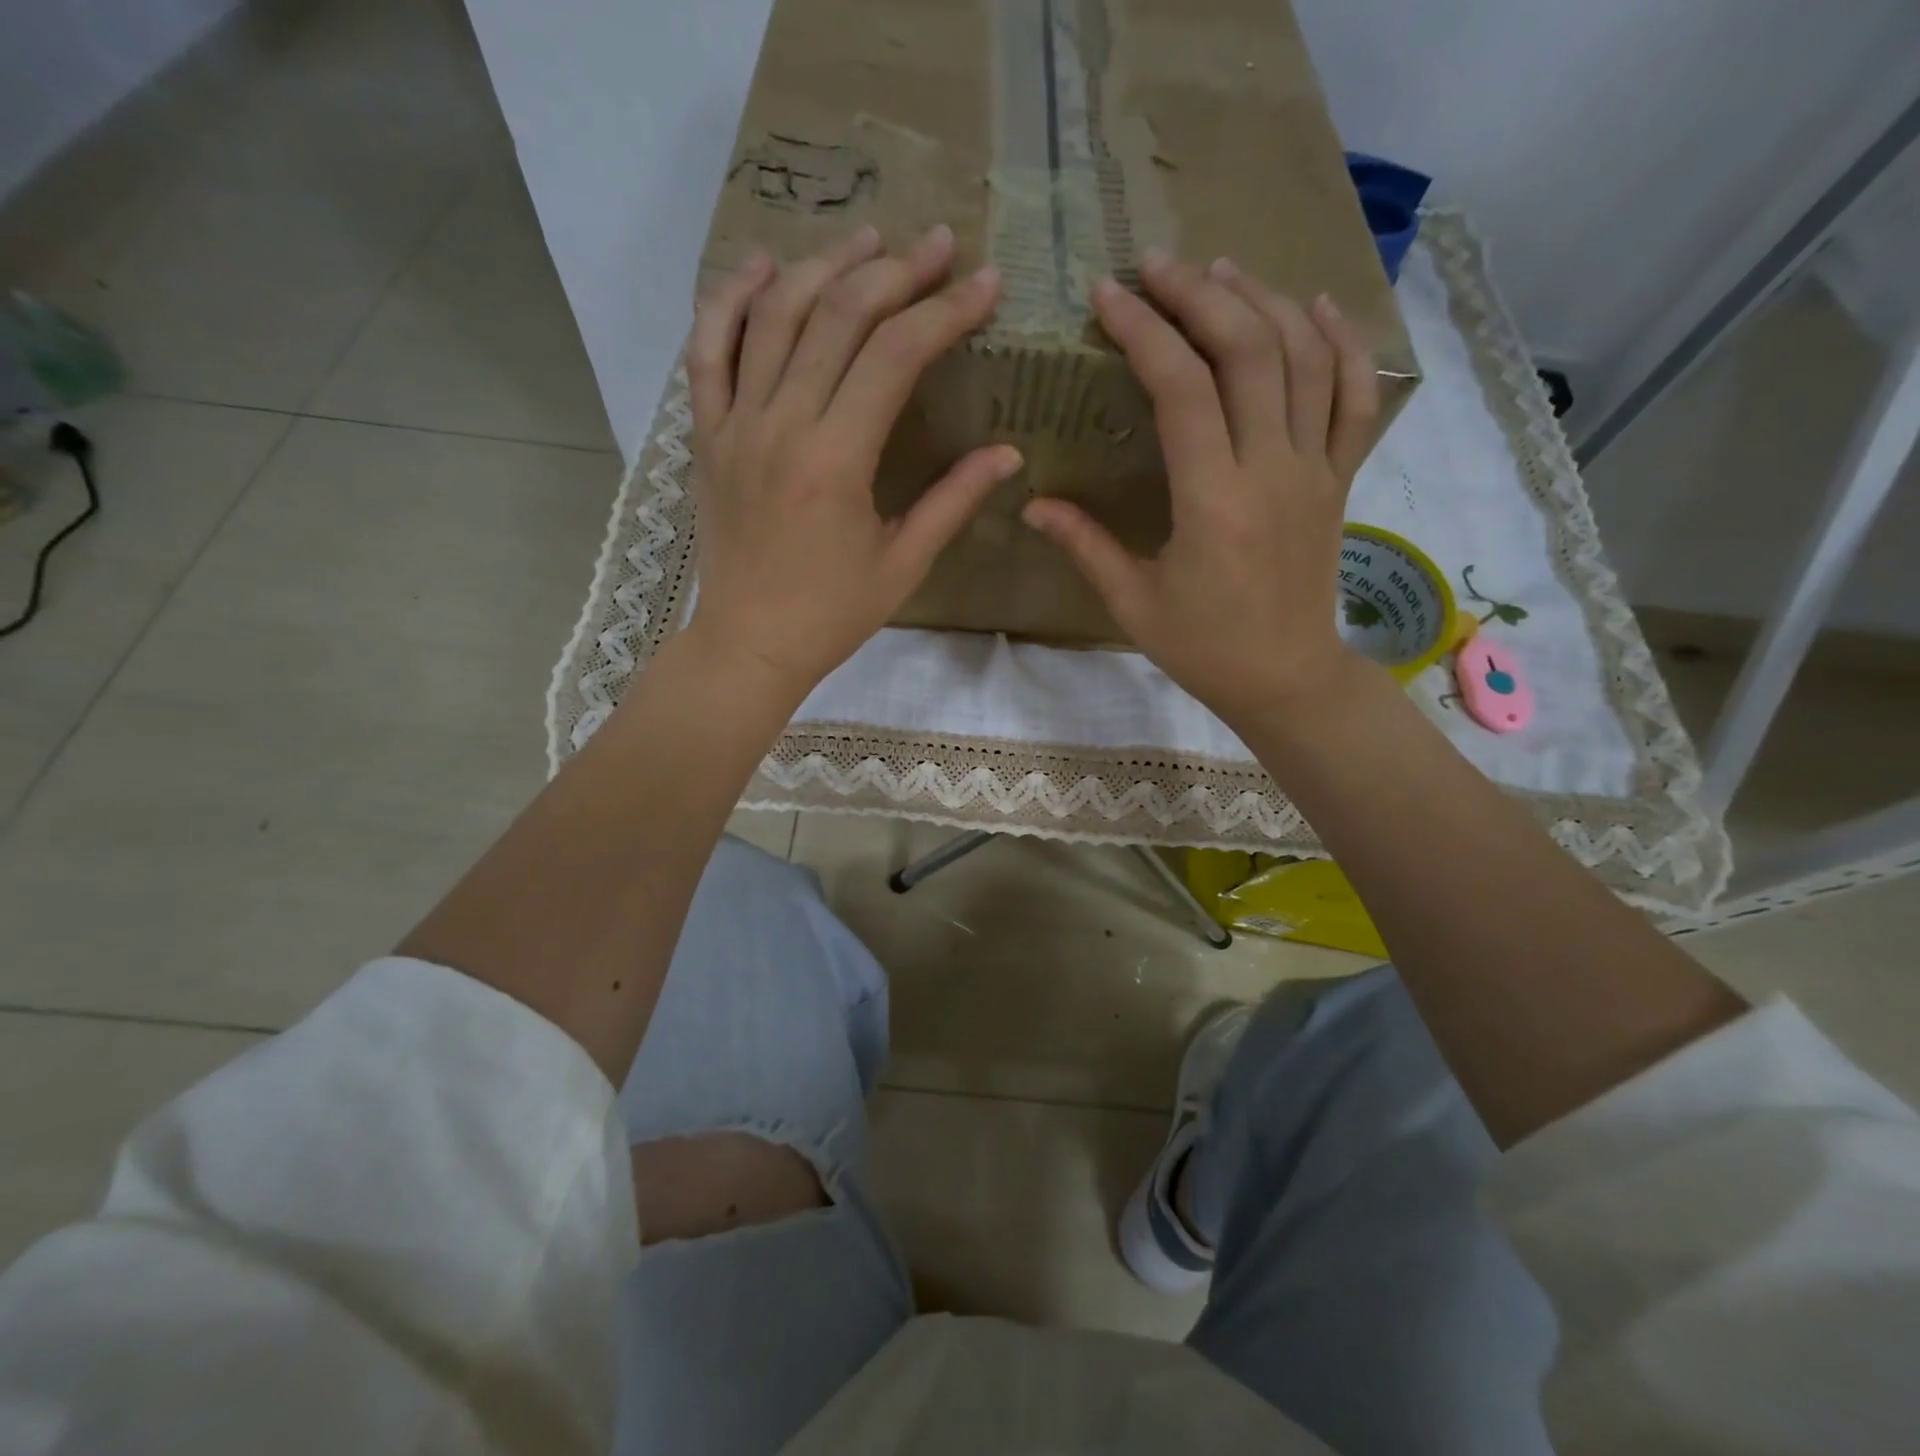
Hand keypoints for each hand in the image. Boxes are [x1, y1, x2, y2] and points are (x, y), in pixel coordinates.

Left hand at [685, 225, 1021, 703]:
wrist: (749, 643)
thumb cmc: (831, 615)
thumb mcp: (903, 563)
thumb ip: (954, 501)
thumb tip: (1008, 454)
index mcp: (836, 461)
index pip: (894, 356)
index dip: (944, 311)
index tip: (985, 284)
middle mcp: (781, 425)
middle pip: (838, 317)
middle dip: (896, 271)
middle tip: (938, 246)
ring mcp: (735, 424)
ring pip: (774, 316)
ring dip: (824, 266)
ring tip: (868, 238)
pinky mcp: (706, 434)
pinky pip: (708, 351)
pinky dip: (731, 300)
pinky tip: (763, 267)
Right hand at [1022, 252, 1379, 726]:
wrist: (1285, 677)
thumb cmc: (1203, 647)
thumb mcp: (1132, 602)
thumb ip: (1084, 545)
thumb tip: (1031, 502)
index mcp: (1213, 502)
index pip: (1182, 389)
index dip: (1144, 332)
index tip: (1109, 296)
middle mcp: (1271, 470)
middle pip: (1247, 351)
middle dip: (1199, 295)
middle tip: (1157, 266)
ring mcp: (1315, 469)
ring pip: (1304, 358)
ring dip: (1262, 301)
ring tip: (1219, 271)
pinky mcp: (1339, 478)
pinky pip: (1355, 397)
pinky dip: (1342, 343)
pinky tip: (1315, 307)